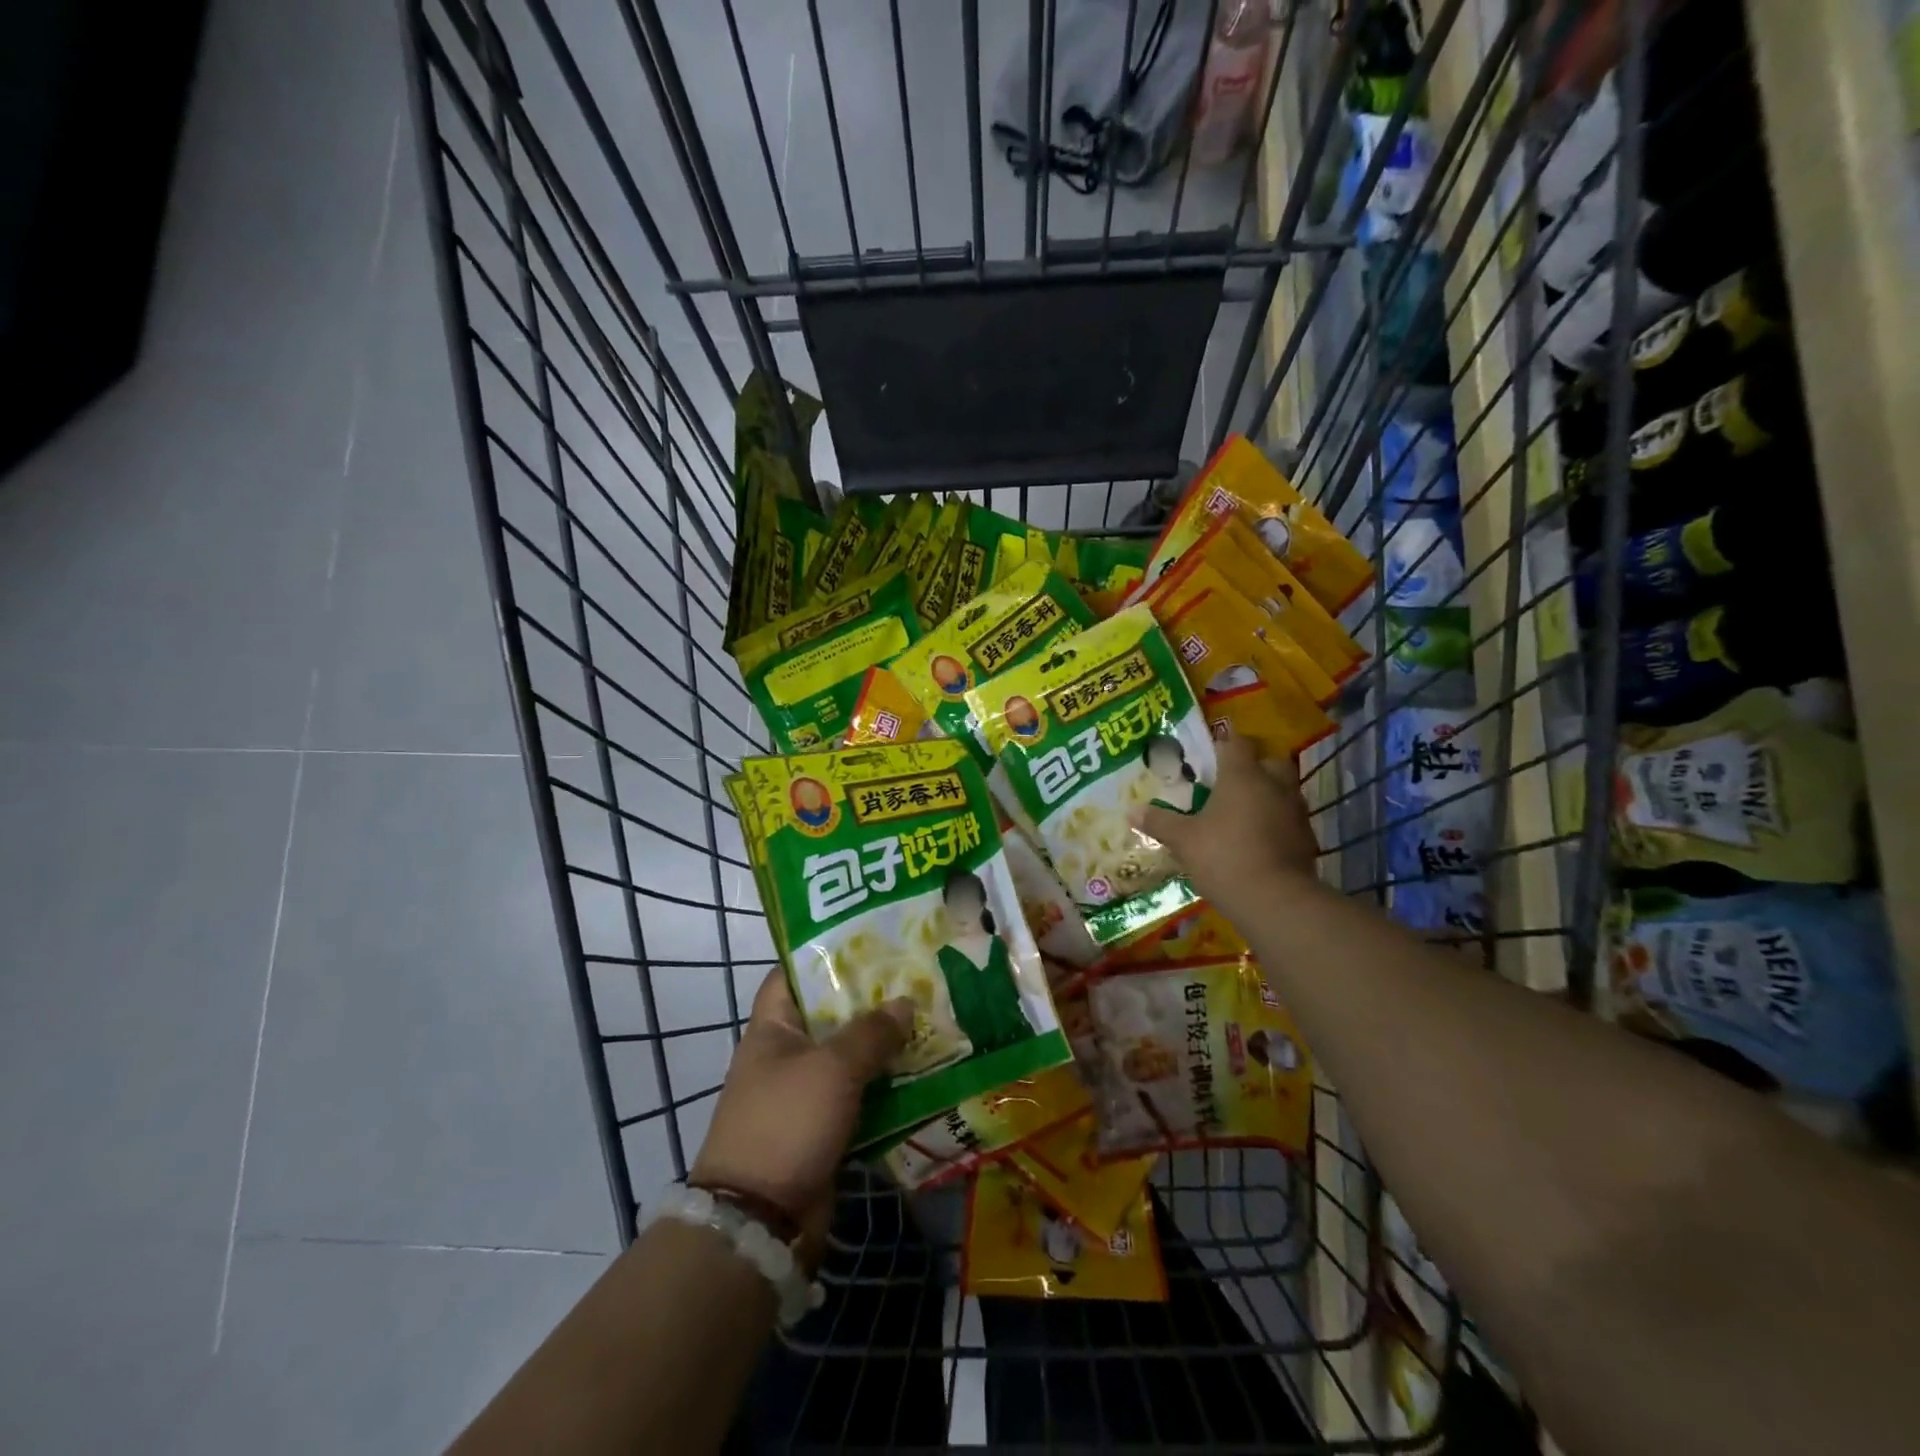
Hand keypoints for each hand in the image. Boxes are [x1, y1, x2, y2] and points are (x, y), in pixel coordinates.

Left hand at [690, 969, 912, 1266]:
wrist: (760, 1221)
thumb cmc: (787, 1123)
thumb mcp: (832, 1068)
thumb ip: (871, 1032)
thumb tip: (905, 1004)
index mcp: (774, 1027)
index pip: (794, 973)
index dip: (827, 954)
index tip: (871, 942)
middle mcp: (787, 1054)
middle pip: (832, 1015)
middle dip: (873, 1001)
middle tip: (918, 980)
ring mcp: (805, 1093)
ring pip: (851, 1057)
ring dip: (886, 1046)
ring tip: (932, 1021)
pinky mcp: (824, 1127)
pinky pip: (860, 1096)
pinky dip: (887, 1087)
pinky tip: (924, 1074)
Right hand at [1143, 735, 1320, 912]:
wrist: (1276, 900)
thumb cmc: (1224, 857)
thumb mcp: (1183, 840)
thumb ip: (1160, 822)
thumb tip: (1132, 810)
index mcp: (1242, 776)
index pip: (1235, 742)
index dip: (1222, 743)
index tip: (1209, 752)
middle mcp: (1274, 785)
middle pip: (1269, 761)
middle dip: (1253, 766)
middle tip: (1230, 782)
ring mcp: (1295, 812)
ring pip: (1283, 791)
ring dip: (1267, 795)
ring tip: (1242, 813)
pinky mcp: (1306, 839)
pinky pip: (1289, 819)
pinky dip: (1276, 823)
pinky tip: (1258, 840)